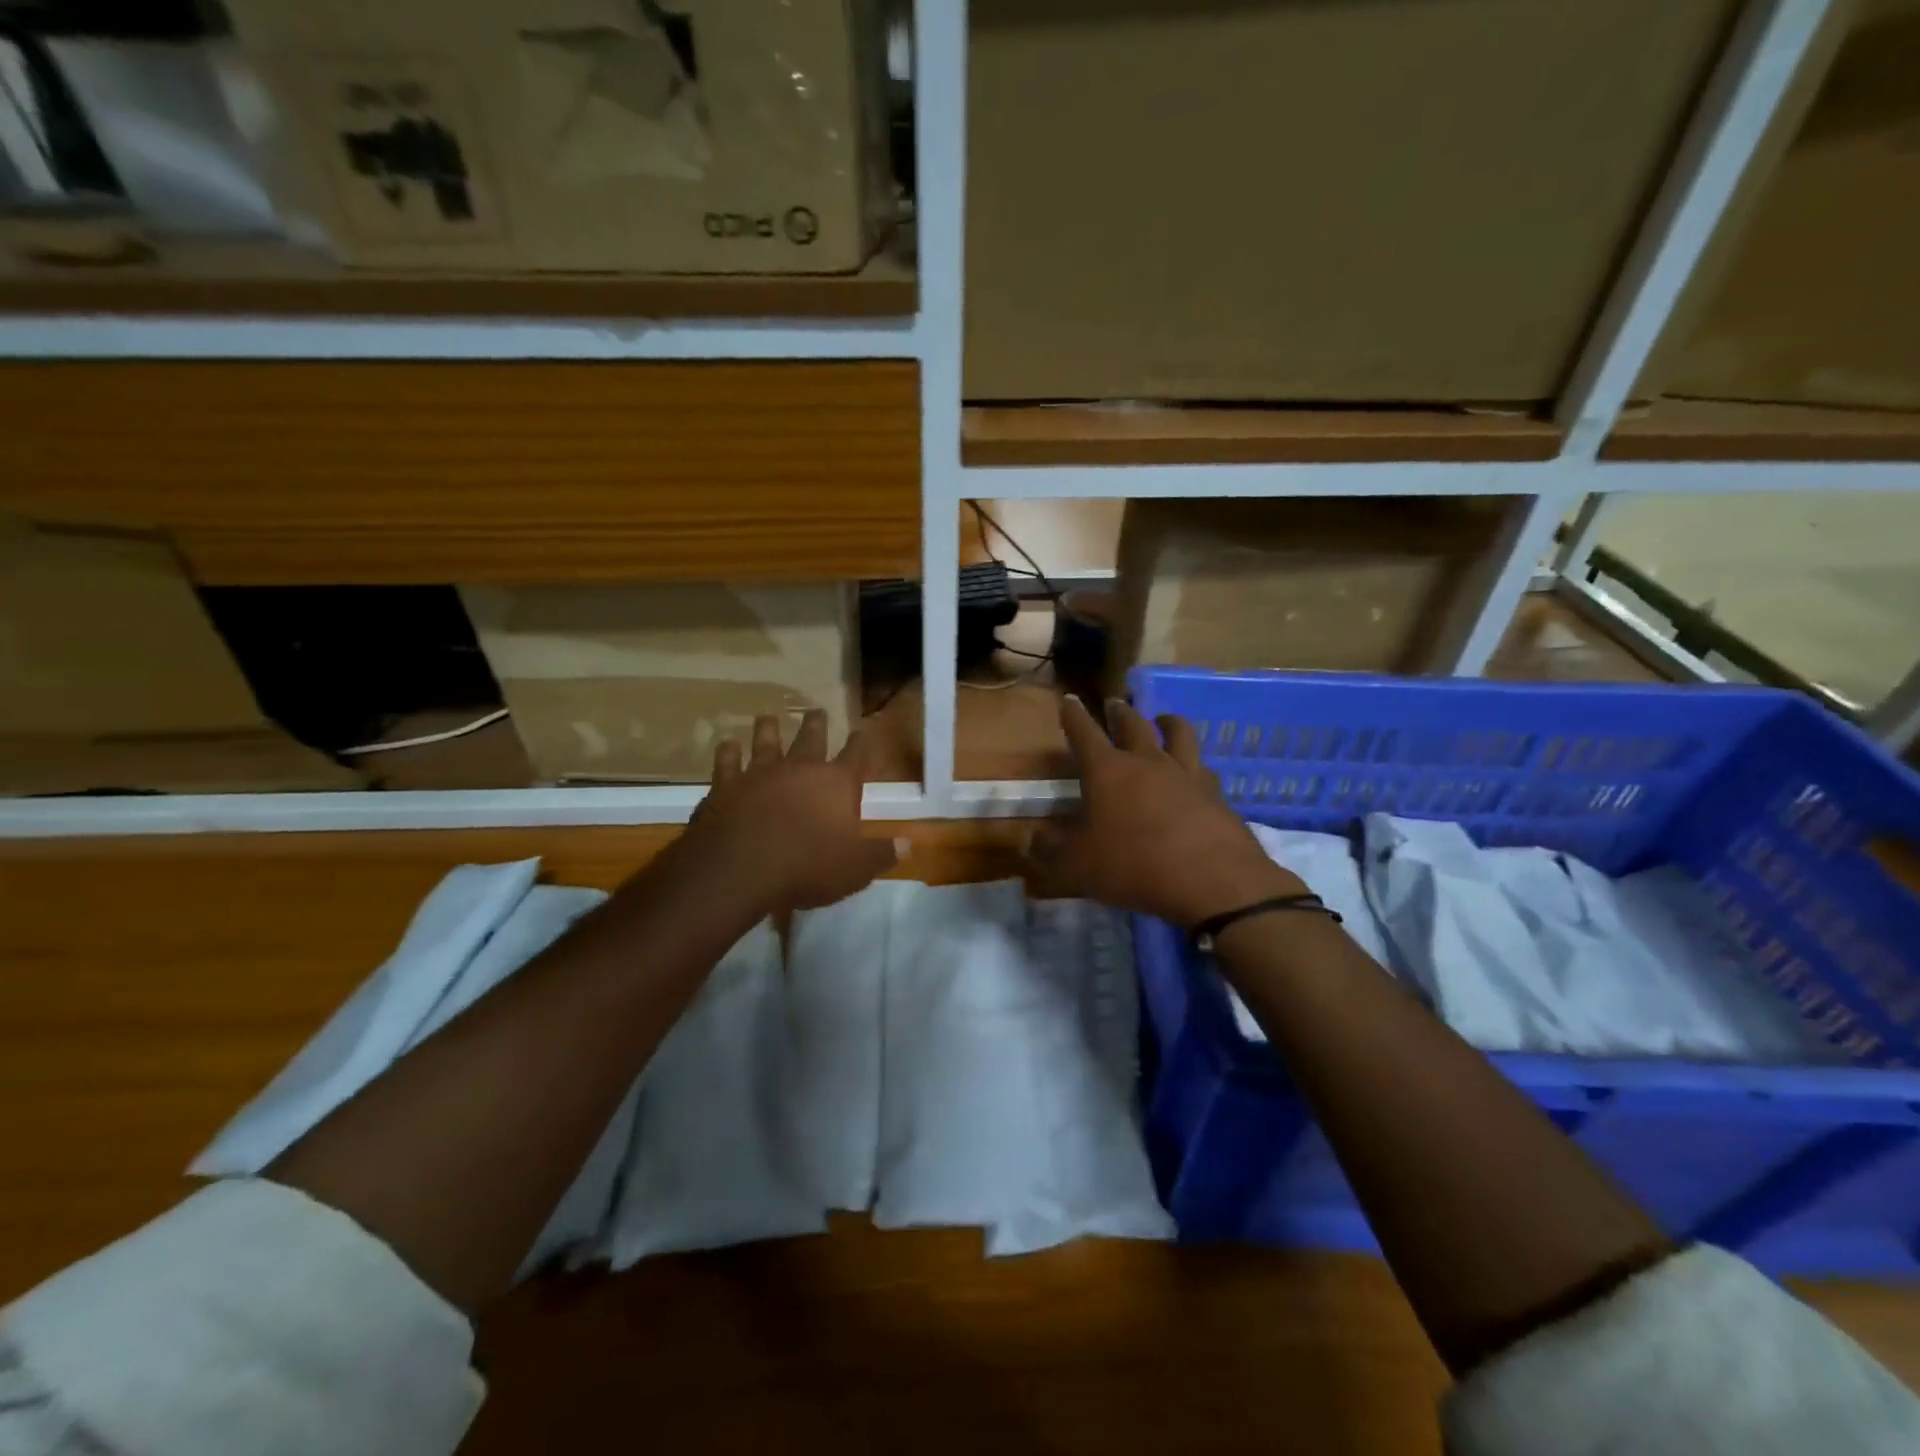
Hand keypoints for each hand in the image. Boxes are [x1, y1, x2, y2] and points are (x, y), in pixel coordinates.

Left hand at [681, 709, 899, 912]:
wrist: (738, 868)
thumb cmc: (807, 867)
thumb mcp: (855, 869)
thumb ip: (880, 854)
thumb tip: (906, 844)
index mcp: (836, 783)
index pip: (856, 754)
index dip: (862, 742)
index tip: (863, 731)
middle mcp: (799, 769)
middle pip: (811, 738)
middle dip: (817, 724)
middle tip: (817, 710)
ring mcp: (759, 773)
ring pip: (766, 742)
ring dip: (768, 728)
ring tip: (768, 717)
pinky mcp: (725, 786)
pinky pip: (727, 762)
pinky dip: (728, 752)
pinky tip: (727, 745)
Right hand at [1028, 696, 1303, 927]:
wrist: (1213, 880)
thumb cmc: (1134, 866)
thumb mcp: (1078, 866)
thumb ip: (1051, 851)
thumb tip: (1029, 840)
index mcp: (1108, 771)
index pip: (1084, 733)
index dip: (1074, 715)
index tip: (1069, 699)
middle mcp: (1147, 762)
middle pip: (1133, 724)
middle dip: (1119, 712)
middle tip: (1114, 704)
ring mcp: (1186, 774)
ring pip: (1178, 733)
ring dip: (1167, 722)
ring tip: (1163, 720)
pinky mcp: (1215, 794)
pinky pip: (1203, 769)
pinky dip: (1194, 765)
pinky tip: (1195, 773)